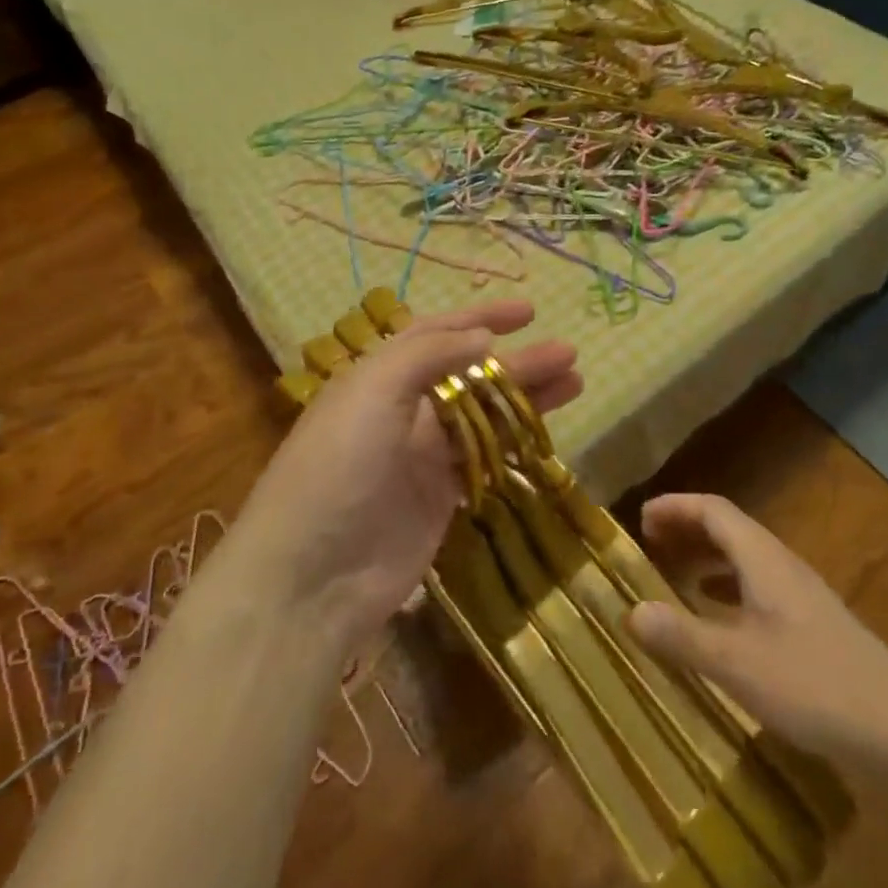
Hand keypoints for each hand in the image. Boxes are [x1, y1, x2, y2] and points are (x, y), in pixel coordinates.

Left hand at [230, 300, 580, 652]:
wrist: (311, 575)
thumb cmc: (339, 465)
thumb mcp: (375, 390)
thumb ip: (430, 355)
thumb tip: (482, 337)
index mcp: (380, 375)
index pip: (437, 333)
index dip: (482, 318)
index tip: (528, 311)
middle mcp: (403, 408)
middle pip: (471, 374)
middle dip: (518, 361)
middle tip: (568, 352)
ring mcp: (423, 456)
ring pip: (485, 415)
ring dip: (526, 398)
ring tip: (575, 381)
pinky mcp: (440, 498)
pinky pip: (485, 460)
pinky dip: (514, 443)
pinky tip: (546, 432)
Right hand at [627, 493, 887, 777]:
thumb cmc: (814, 684)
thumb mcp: (737, 663)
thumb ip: (683, 635)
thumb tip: (630, 611)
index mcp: (763, 558)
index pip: (713, 510)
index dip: (676, 507)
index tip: (641, 518)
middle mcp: (781, 565)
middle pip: (729, 529)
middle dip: (688, 530)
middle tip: (651, 544)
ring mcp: (801, 595)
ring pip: (745, 559)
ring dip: (707, 559)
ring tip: (676, 577)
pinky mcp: (813, 626)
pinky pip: (758, 588)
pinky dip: (728, 590)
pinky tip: (720, 622)